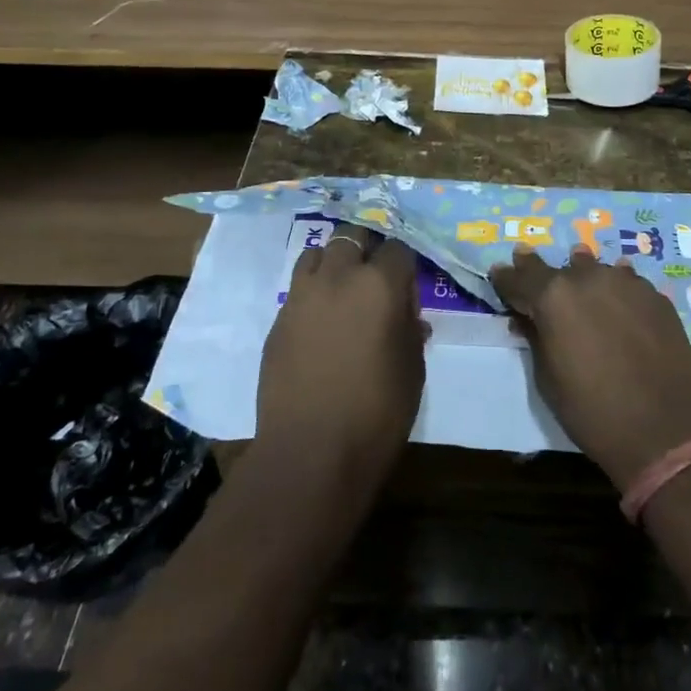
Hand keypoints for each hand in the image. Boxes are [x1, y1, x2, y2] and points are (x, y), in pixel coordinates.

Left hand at [256, 224, 425, 481]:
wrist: (310, 452)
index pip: (397, 248)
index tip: (407, 287)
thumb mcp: (413, 370)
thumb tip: (407, 316)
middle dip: (367, 251)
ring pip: (319, 253)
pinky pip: (299, 287)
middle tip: (375, 281)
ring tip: (343, 292)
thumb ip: (410, 330)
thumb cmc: (376, 413)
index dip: (404, 266)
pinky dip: (312, 292)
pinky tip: (320, 322)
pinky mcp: (278, 319)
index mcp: (380, 284)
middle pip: (353, 237)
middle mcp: (339, 277)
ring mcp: (303, 295)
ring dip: (334, 263)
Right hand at [490, 248, 690, 491]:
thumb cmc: (593, 412)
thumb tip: (525, 318)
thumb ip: (535, 338)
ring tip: (577, 268)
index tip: (499, 272)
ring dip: (582, 272)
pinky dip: (615, 287)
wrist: (666, 432)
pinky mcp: (656, 297)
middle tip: (526, 260)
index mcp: (553, 297)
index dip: (506, 278)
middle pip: (557, 268)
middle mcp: (588, 279)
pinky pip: (627, 282)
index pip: (520, 278)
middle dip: (539, 270)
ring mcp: (626, 284)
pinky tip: (617, 295)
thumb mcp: (548, 379)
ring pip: (595, 269)